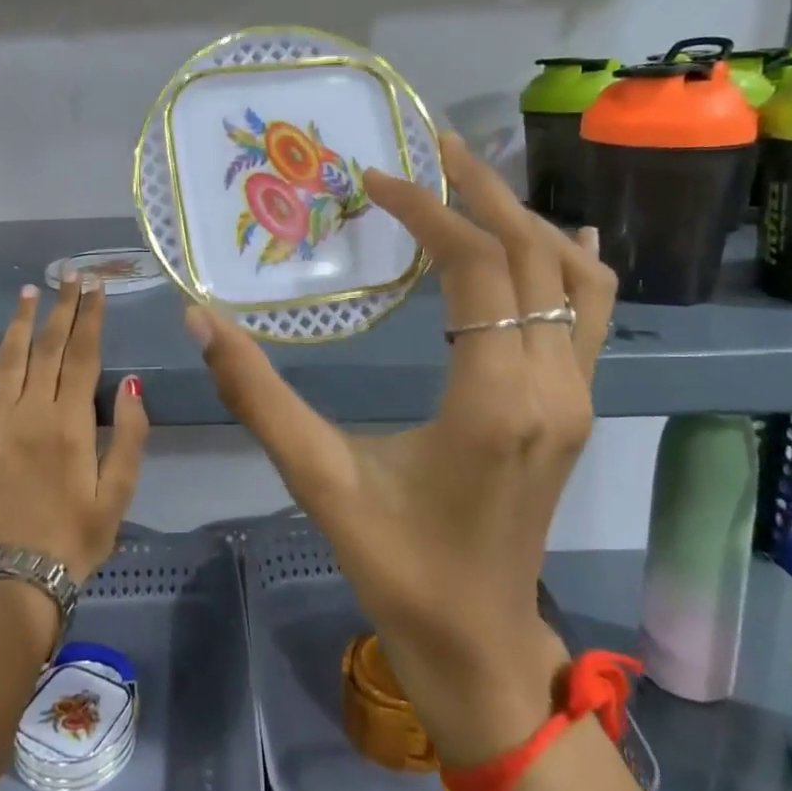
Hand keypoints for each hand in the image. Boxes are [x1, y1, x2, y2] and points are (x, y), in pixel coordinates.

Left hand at [0, 280, 149, 585]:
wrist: (20, 575)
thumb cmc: (79, 534)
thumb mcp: (120, 491)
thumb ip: (130, 435)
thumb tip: (132, 383)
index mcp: (72, 423)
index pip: (84, 355)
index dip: (91, 318)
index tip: (96, 288)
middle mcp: (32, 412)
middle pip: (49, 347)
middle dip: (62, 308)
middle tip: (71, 275)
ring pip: (10, 358)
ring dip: (20, 321)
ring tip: (31, 290)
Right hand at [185, 133, 615, 765]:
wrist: (478, 644)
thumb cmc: (397, 566)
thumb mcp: (318, 479)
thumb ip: (259, 396)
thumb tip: (202, 320)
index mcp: (494, 400)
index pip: (476, 266)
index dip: (426, 212)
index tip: (375, 183)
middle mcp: (552, 385)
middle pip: (533, 254)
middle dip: (481, 191)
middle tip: (432, 145)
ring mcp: (576, 397)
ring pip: (573, 278)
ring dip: (526, 220)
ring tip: (473, 182)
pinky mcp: (576, 409)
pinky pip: (589, 314)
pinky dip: (568, 263)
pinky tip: (553, 235)